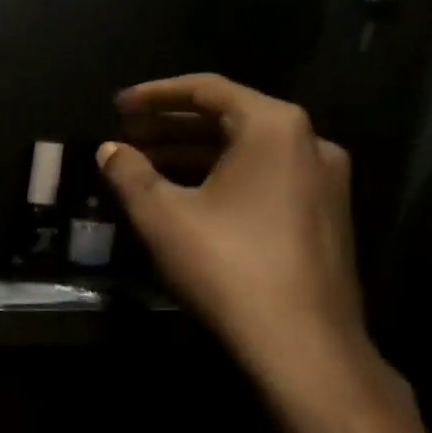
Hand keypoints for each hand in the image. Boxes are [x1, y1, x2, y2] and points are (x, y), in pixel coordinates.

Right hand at [98, 73, 431, 432]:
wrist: (301, 342)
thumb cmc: (226, 264)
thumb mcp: (161, 214)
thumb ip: (129, 173)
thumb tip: (109, 150)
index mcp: (274, 127)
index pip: (207, 90)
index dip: (155, 94)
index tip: (117, 105)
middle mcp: (309, 143)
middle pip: (228, 118)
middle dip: (170, 126)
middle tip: (125, 135)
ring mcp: (322, 181)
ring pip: (245, 152)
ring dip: (192, 154)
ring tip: (143, 165)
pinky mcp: (322, 216)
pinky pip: (261, 178)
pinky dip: (219, 177)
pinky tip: (185, 197)